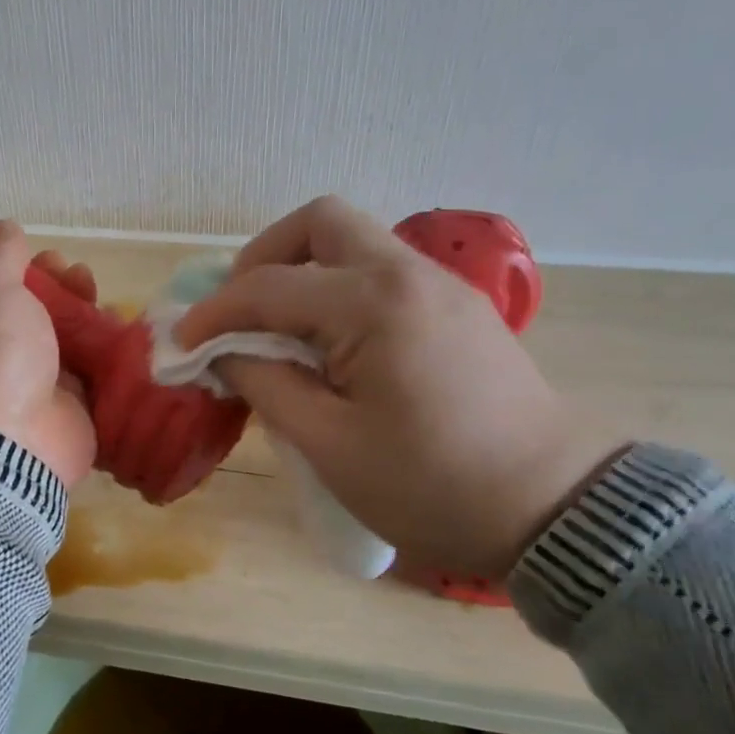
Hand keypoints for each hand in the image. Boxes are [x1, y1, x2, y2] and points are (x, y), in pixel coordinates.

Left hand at [0, 221, 96, 486]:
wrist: (5, 443)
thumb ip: (0, 252)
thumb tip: (4, 227)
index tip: (24, 253)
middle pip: (18, 305)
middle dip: (47, 282)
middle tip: (67, 270)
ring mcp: (15, 381)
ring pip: (52, 333)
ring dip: (75, 307)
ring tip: (91, 288)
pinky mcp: (54, 404)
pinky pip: (80, 366)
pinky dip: (97, 345)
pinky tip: (114, 322)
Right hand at [177, 197, 625, 583]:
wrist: (554, 511)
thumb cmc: (432, 487)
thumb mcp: (329, 445)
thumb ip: (265, 384)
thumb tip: (222, 351)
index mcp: (374, 305)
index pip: (269, 288)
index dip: (214, 313)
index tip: (180, 344)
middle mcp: (408, 274)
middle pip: (320, 222)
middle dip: (264, 257)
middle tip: (238, 310)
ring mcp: (440, 286)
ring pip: (355, 241)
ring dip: (303, 270)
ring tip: (277, 328)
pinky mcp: (457, 308)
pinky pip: (381, 273)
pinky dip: (338, 289)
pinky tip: (329, 342)